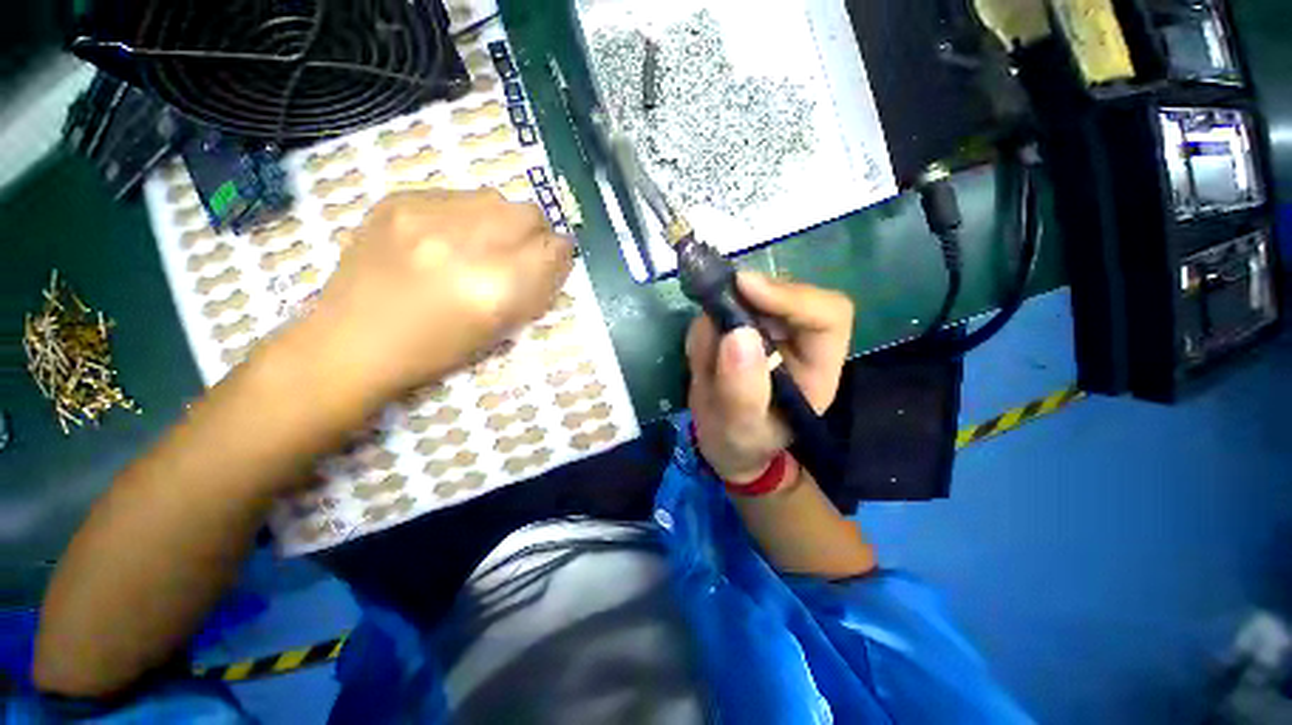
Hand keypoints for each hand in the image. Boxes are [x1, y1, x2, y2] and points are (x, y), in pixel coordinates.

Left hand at [297, 189, 573, 403]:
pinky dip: (462, 215)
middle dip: (533, 233)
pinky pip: (454, 195)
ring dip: (499, 220)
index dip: (559, 255)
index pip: (554, 248)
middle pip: (530, 212)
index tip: (550, 263)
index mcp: (497, 287)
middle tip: (516, 253)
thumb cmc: (437, 350)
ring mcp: (427, 215)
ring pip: (494, 197)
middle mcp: (467, 243)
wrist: (353, 341)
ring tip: (478, 244)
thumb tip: (555, 257)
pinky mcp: (397, 200)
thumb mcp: (502, 329)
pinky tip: (442, 238)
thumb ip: (536, 289)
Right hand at [686, 274, 852, 482]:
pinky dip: (706, 328)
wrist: (725, 443)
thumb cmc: (742, 443)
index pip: (827, 313)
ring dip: (719, 318)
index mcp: (817, 366)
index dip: (791, 295)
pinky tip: (702, 359)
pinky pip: (722, 310)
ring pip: (749, 296)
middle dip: (742, 301)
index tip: (744, 288)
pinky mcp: (744, 328)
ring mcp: (771, 331)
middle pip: (785, 293)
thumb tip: (736, 333)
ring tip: (705, 361)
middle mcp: (800, 341)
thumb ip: (741, 390)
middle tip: (710, 311)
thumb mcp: (740, 428)